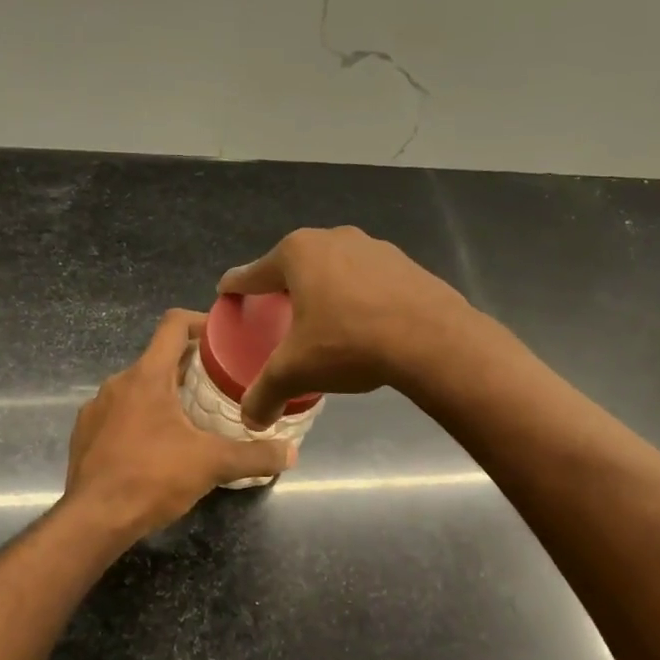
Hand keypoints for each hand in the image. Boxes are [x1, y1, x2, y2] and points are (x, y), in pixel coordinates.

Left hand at [64, 310, 297, 537]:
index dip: (200, 322)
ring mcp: (96, 408)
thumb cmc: (153, 478)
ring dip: (164, 396)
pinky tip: (156, 446)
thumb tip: (291, 453)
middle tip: (220, 385)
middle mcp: (117, 383)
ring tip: (192, 419)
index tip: (223, 336)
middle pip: (158, 359)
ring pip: (137, 388)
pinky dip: (140, 419)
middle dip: (189, 368)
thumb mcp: (212, 465)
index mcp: (147, 376)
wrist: (94, 519)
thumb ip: (254, 456)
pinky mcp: (85, 433)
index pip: (173, 325)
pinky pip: (118, 414)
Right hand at [218, 226, 471, 428]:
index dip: (237, 286)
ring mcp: (373, 247)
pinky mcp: (404, 264)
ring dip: (324, 290)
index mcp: (297, 254)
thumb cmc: (348, 343)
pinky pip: (367, 280)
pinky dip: (357, 297)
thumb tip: (250, 421)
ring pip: (334, 269)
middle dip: (283, 287)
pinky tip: (362, 323)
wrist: (431, 339)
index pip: (254, 272)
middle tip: (275, 312)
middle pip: (295, 266)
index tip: (227, 291)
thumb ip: (266, 393)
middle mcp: (333, 239)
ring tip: (322, 320)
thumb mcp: (296, 371)